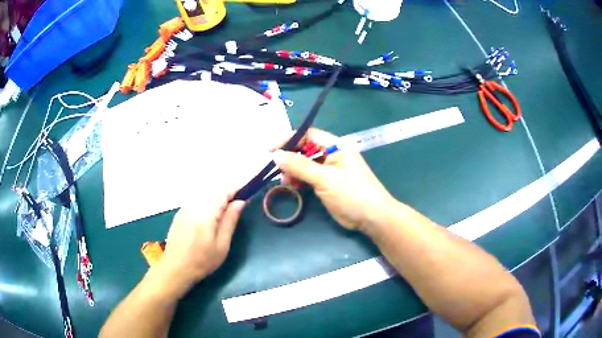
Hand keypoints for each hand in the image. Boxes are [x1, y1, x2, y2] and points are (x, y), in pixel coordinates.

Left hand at [152, 191, 245, 296]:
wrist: (175, 268)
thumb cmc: (202, 261)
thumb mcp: (222, 244)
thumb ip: (230, 220)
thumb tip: (240, 202)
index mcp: (206, 213)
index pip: (223, 192)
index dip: (235, 191)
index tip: (246, 195)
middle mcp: (194, 206)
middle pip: (213, 192)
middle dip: (226, 196)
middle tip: (236, 208)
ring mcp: (184, 208)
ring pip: (204, 196)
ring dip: (215, 200)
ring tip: (223, 214)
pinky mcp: (179, 213)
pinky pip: (196, 201)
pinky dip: (205, 204)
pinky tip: (207, 219)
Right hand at [272, 128, 394, 230]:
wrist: (372, 217)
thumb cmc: (352, 193)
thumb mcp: (325, 178)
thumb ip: (300, 165)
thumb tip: (276, 154)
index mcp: (336, 146)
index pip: (308, 135)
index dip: (289, 139)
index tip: (270, 149)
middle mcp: (332, 154)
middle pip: (305, 149)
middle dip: (290, 157)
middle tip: (275, 168)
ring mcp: (331, 169)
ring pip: (306, 164)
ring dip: (293, 170)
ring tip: (284, 181)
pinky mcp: (328, 183)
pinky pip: (310, 176)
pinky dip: (300, 180)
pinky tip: (293, 186)